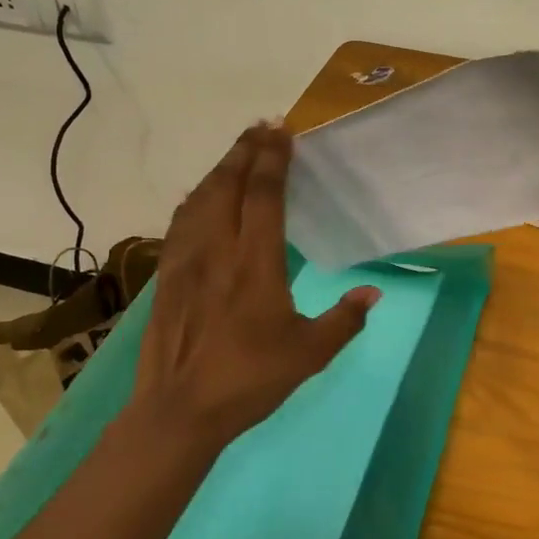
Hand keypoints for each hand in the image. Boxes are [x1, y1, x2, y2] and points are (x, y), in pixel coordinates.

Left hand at [134, 123, 378, 449]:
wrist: (178, 411)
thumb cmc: (249, 380)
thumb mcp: (309, 354)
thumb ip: (344, 320)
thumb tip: (372, 293)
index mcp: (255, 264)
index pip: (263, 195)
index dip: (273, 159)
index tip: (283, 132)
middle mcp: (218, 250)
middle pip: (227, 185)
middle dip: (245, 151)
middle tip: (262, 127)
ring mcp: (186, 261)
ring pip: (200, 198)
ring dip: (220, 169)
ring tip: (237, 152)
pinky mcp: (166, 276)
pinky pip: (181, 222)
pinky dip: (195, 198)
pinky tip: (200, 197)